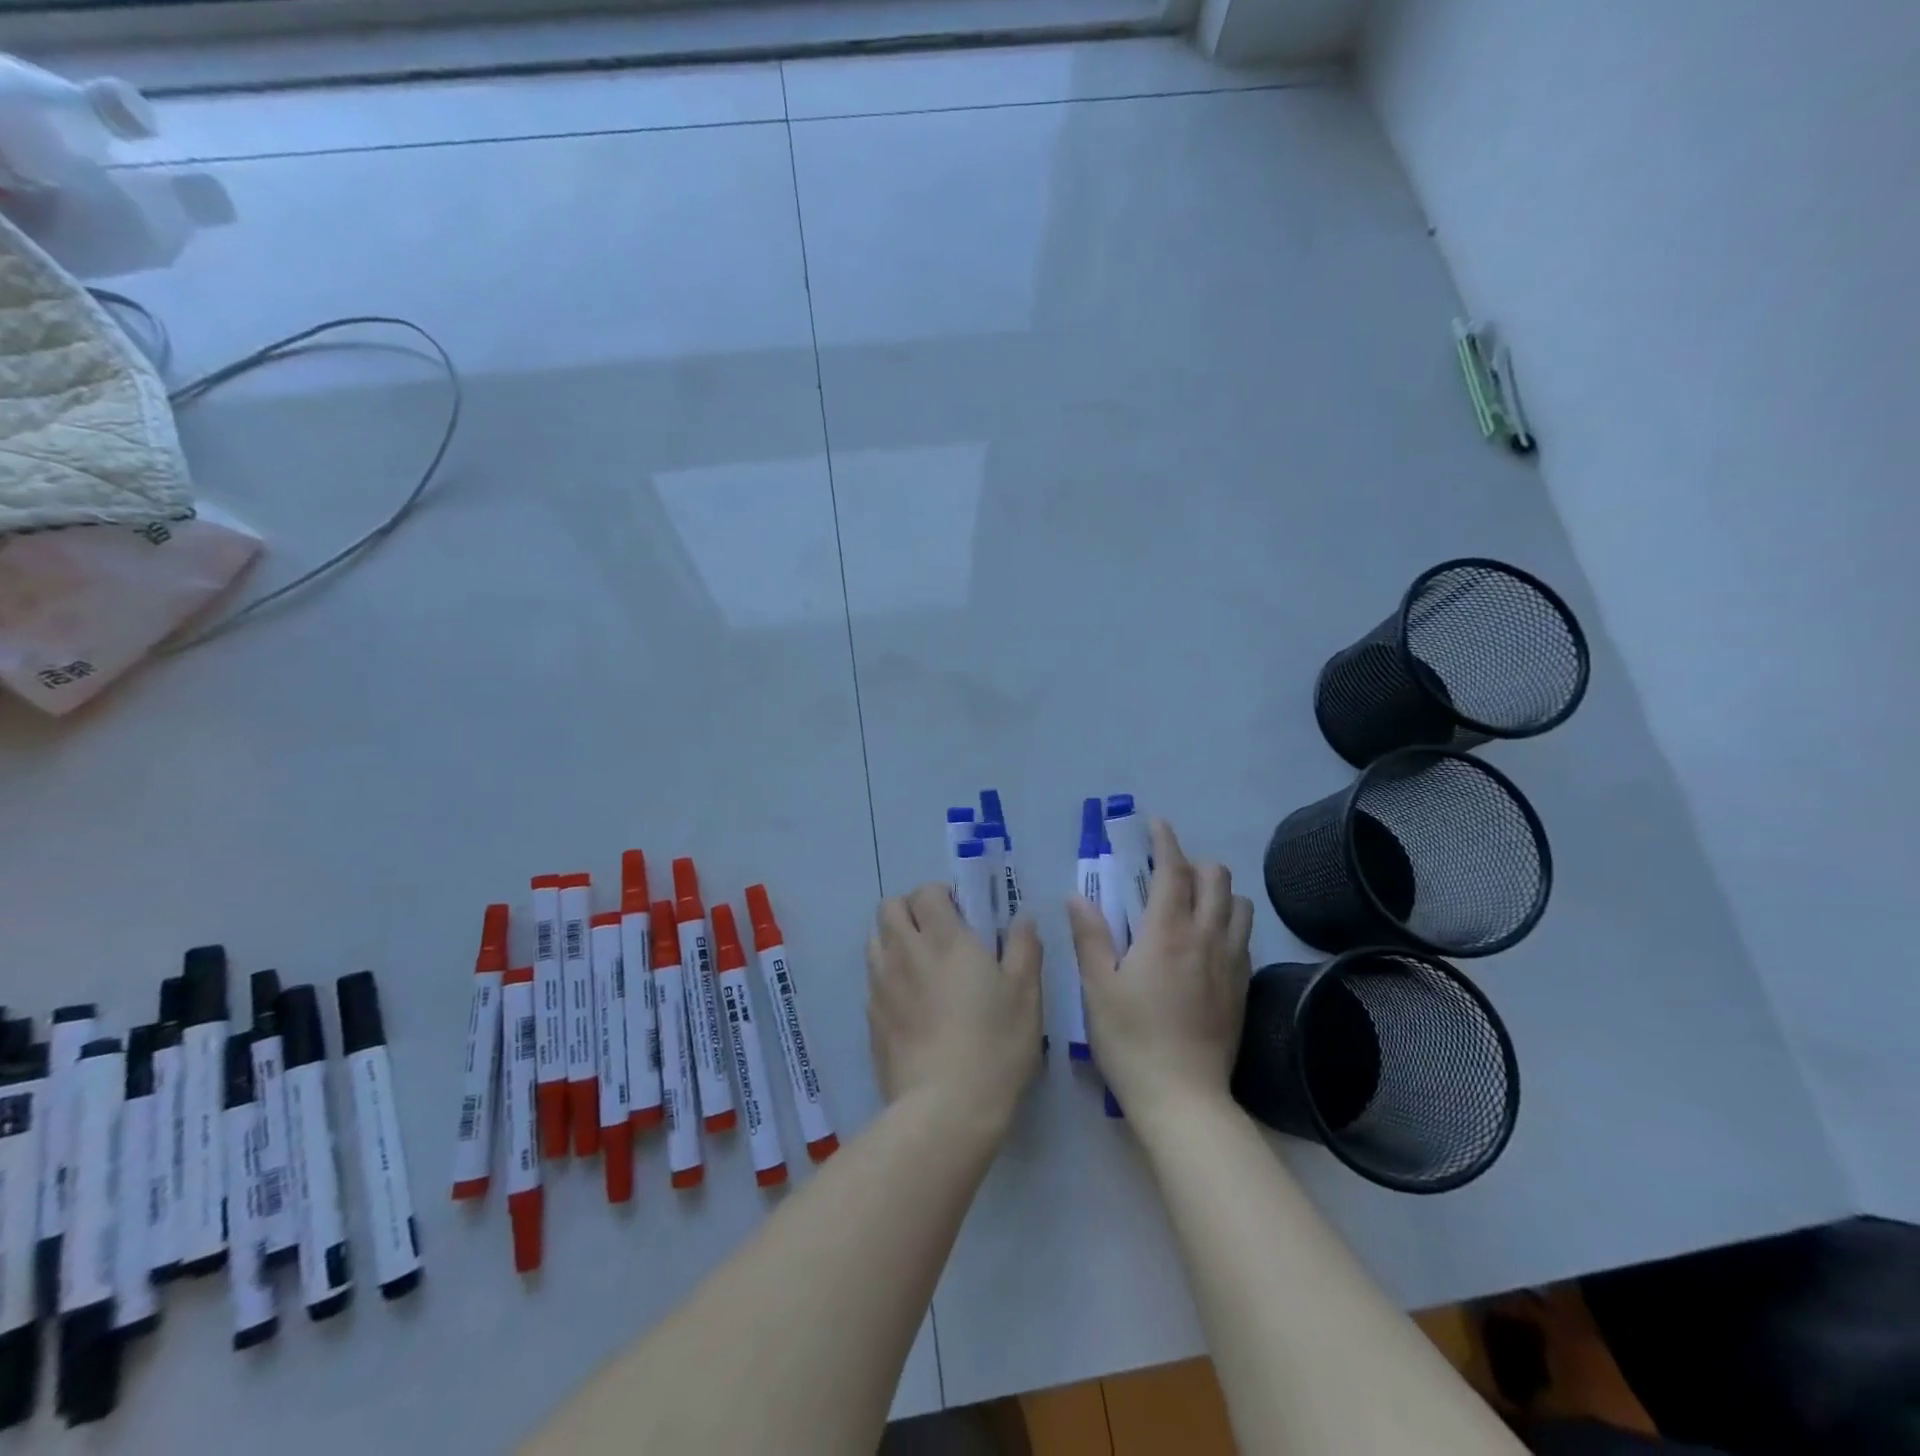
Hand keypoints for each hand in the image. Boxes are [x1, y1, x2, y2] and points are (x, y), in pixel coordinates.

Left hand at [867, 884, 1042, 1132]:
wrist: (945, 1108)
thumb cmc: (994, 1045)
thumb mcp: (1026, 995)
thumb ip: (1024, 949)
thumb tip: (1024, 919)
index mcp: (945, 939)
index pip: (926, 892)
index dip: (940, 895)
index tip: (960, 912)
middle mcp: (905, 952)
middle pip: (890, 908)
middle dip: (910, 910)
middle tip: (937, 932)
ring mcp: (882, 985)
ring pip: (874, 940)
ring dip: (894, 939)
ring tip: (920, 964)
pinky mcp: (870, 1018)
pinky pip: (872, 979)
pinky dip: (887, 976)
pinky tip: (910, 1003)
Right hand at [1068, 819, 1253, 1124]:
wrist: (1184, 1099)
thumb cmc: (1131, 1040)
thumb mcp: (1098, 988)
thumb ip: (1090, 936)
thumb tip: (1078, 895)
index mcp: (1167, 933)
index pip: (1174, 871)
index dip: (1166, 842)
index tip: (1157, 824)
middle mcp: (1206, 938)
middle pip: (1217, 880)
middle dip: (1195, 863)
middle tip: (1168, 871)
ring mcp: (1231, 963)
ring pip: (1239, 906)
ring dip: (1218, 892)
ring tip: (1192, 903)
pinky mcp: (1243, 988)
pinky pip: (1243, 937)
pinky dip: (1228, 922)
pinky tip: (1207, 941)